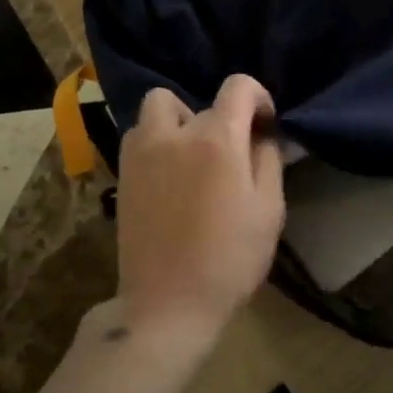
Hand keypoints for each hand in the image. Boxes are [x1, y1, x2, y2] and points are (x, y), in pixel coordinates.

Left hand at [114, 75, 285, 343]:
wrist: (168, 305)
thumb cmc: (229, 259)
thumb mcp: (269, 210)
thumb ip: (268, 160)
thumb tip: (262, 136)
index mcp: (217, 139)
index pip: (238, 86)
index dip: (259, 97)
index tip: (265, 126)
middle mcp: (174, 133)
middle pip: (199, 101)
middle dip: (220, 119)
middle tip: (229, 154)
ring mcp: (141, 152)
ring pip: (158, 108)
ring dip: (179, 121)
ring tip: (192, 157)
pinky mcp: (122, 174)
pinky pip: (138, 135)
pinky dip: (155, 140)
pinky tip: (168, 174)